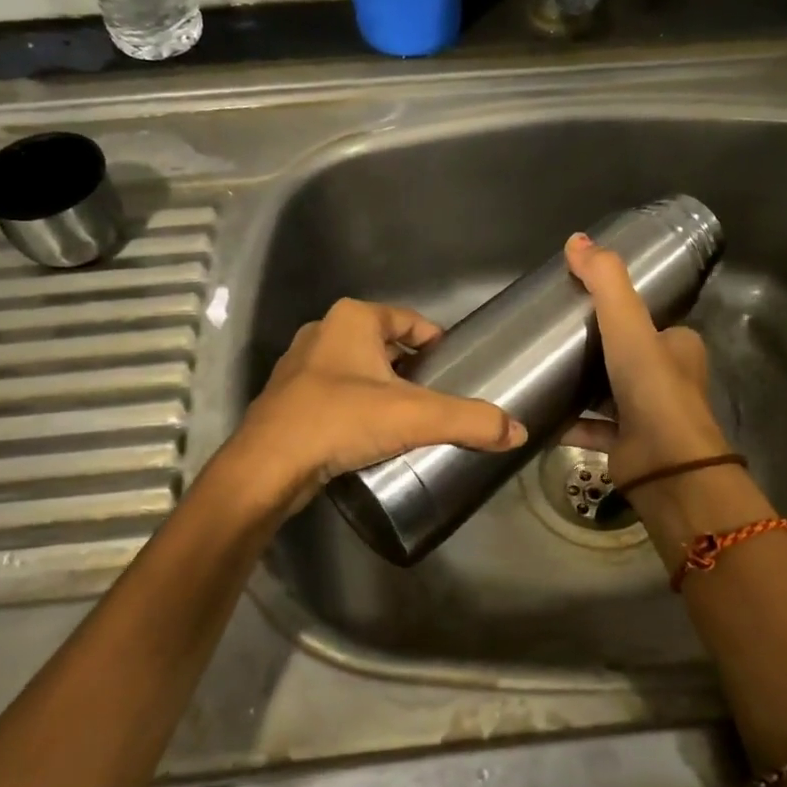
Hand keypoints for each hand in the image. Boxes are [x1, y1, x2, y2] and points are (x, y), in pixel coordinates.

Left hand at [222, 298, 526, 515]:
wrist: (268, 466)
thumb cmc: (340, 421)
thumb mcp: (414, 417)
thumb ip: (469, 421)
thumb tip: (518, 432)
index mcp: (352, 319)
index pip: (409, 320)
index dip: (436, 341)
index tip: (456, 367)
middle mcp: (323, 332)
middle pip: (384, 344)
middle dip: (411, 368)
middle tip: (438, 398)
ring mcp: (301, 365)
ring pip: (358, 369)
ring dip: (383, 388)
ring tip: (410, 419)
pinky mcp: (288, 397)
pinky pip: (336, 392)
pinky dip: (357, 406)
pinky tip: (371, 433)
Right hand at [562, 232, 730, 487]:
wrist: (666, 466)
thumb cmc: (652, 388)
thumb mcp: (628, 325)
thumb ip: (604, 282)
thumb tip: (575, 239)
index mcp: (678, 347)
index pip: (648, 322)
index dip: (618, 313)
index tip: (579, 307)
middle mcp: (668, 379)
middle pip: (626, 356)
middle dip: (594, 350)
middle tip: (554, 339)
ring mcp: (648, 415)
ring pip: (608, 392)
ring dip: (581, 386)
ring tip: (542, 371)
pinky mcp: (628, 445)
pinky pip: (593, 426)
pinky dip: (571, 421)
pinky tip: (543, 413)